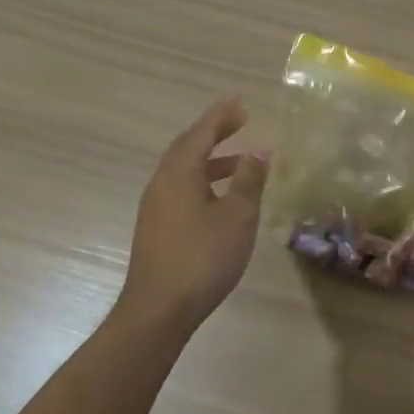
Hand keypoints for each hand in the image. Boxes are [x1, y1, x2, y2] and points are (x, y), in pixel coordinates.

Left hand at [119, 97, 269, 332]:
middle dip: (214, 133)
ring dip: (212, 160)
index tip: (242, 104)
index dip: (222, 116)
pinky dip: (205, 181)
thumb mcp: (237, 215)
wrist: (159, 310)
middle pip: (188, 147)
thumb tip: (258, 152)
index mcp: (179, 172)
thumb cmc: (203, 256)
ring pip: (185, 171)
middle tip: (240, 123)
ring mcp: (156, 207)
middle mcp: (162, 183)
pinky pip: (182, 190)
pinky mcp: (157, 228)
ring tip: (242, 162)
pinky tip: (223, 199)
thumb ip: (248, 180)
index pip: (202, 132)